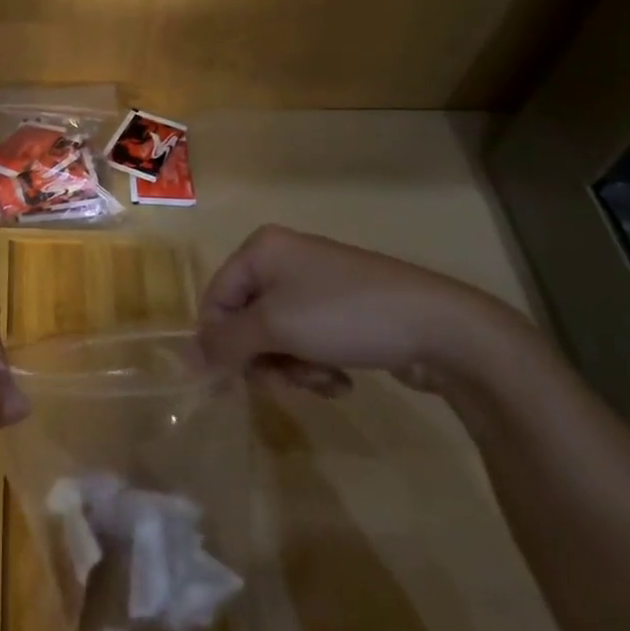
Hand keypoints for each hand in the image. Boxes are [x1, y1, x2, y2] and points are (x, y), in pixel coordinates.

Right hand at [196, 225, 523, 395]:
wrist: (442, 327)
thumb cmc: (344, 315)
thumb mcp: (275, 328)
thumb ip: (226, 342)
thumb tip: (187, 357)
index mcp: (261, 249)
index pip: (216, 298)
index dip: (220, 341)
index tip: (238, 379)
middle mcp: (284, 258)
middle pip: (247, 319)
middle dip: (264, 357)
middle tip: (289, 381)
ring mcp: (317, 282)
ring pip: (278, 335)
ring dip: (293, 366)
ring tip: (323, 381)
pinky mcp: (344, 308)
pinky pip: (309, 338)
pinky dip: (317, 363)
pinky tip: (341, 381)